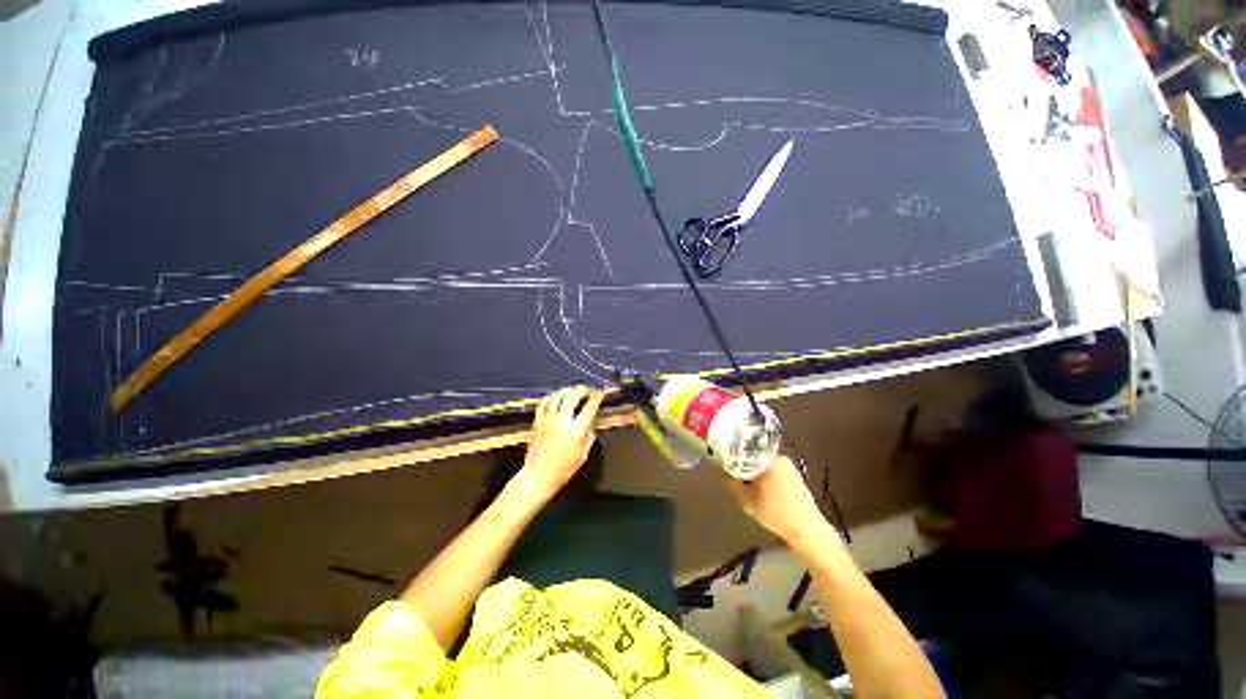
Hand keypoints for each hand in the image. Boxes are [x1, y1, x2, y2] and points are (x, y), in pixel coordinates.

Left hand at [515, 386, 603, 501]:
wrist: (538, 474)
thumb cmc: (562, 470)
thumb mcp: (582, 456)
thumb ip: (588, 439)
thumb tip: (592, 427)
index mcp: (575, 430)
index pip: (589, 408)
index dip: (597, 397)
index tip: (601, 392)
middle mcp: (561, 421)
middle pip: (573, 396)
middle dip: (583, 390)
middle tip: (588, 390)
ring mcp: (547, 419)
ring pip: (557, 395)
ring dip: (567, 390)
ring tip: (573, 390)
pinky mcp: (537, 421)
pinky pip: (544, 402)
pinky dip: (552, 396)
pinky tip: (555, 397)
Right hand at [728, 455, 838, 547]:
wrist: (804, 526)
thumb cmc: (774, 513)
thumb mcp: (746, 500)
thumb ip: (732, 482)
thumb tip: (723, 471)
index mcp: (770, 460)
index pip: (745, 450)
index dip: (732, 455)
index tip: (722, 462)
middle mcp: (781, 458)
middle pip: (756, 457)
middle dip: (743, 466)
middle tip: (732, 478)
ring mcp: (790, 467)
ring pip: (765, 465)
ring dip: (754, 474)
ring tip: (745, 488)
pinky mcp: (795, 477)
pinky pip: (774, 472)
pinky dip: (765, 479)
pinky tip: (762, 493)